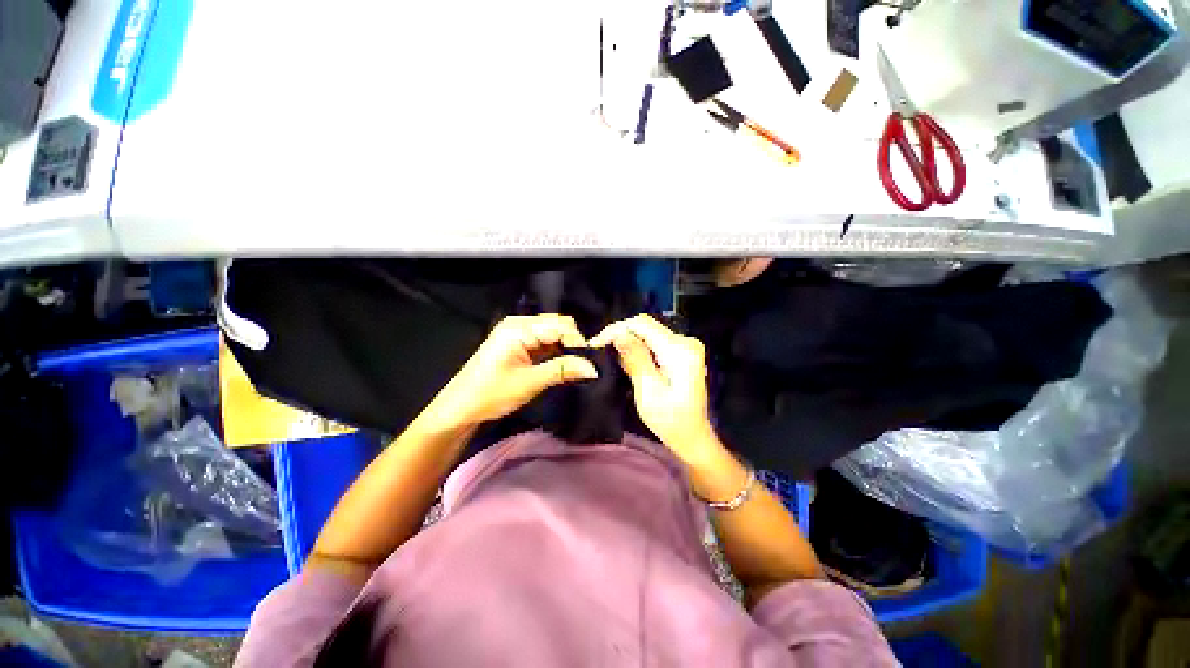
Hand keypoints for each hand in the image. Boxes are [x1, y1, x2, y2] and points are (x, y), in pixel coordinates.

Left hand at [423, 315, 597, 429]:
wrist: (460, 408)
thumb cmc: (491, 394)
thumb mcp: (530, 382)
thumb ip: (563, 370)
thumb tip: (593, 368)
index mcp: (519, 328)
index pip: (560, 326)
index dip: (578, 342)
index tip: (590, 362)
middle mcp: (519, 323)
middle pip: (557, 324)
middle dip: (573, 343)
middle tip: (584, 365)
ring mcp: (517, 332)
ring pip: (552, 332)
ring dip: (565, 347)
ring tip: (576, 366)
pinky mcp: (517, 343)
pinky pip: (543, 340)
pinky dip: (555, 351)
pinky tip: (561, 363)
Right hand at [591, 315, 721, 463]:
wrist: (692, 436)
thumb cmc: (670, 420)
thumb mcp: (649, 391)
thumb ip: (636, 359)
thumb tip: (619, 334)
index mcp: (680, 349)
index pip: (642, 324)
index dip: (616, 329)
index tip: (595, 343)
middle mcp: (685, 341)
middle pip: (645, 326)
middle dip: (619, 333)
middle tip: (597, 348)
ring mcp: (684, 346)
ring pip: (647, 332)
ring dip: (626, 340)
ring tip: (605, 351)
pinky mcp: (680, 352)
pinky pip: (653, 342)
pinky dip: (636, 347)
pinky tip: (623, 357)